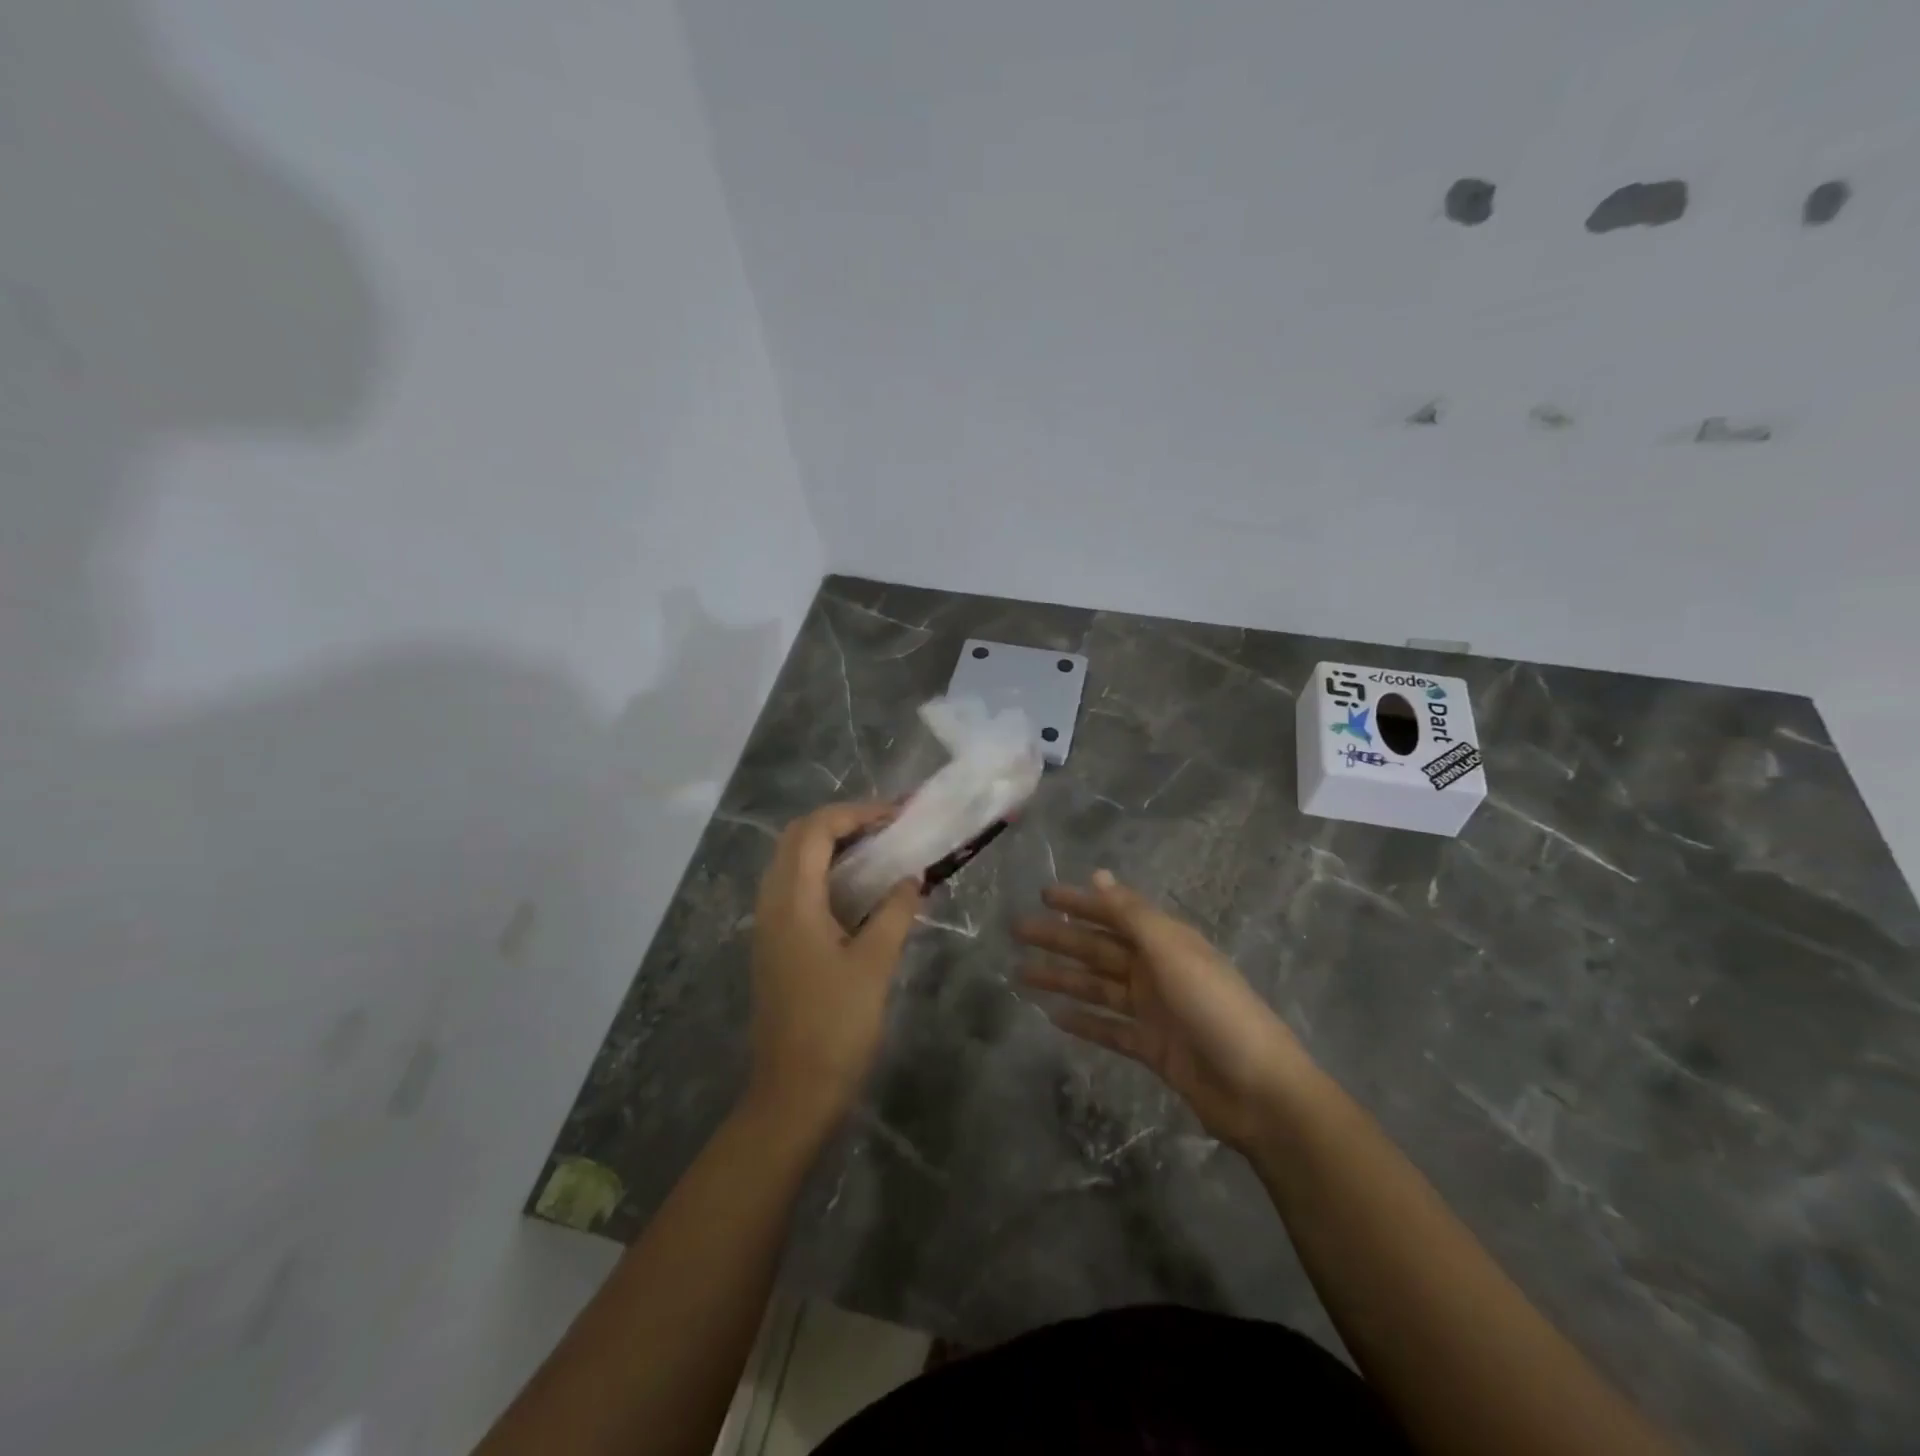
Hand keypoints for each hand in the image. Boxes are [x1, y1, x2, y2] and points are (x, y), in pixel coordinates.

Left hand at [745, 802, 919, 1129]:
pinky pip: (795, 887)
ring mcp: (768, 925)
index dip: (856, 813)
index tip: (897, 816)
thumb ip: (894, 912)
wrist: (793, 1093)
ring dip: (832, 845)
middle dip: (842, 822)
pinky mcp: (775, 944)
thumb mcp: (874, 965)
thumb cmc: (836, 1027)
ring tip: (878, 849)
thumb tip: (913, 877)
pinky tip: (858, 889)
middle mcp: (772, 903)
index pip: (816, 830)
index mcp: (792, 902)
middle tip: (887, 827)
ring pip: (793, 861)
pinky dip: (825, 872)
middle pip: (798, 837)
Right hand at [1016, 870, 1312, 1150]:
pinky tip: (1054, 1017)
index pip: (1113, 913)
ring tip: (1021, 975)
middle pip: (1098, 949)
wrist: (1258, 1089)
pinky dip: (1084, 1021)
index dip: (1079, 902)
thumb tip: (1099, 875)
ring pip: (1097, 987)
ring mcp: (1154, 1010)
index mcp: (1165, 941)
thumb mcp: (1172, 951)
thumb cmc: (1214, 1007)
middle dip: (1059, 939)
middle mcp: (1157, 969)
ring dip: (1062, 979)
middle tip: (1017, 932)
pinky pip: (1109, 1028)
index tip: (1042, 895)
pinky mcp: (1152, 1047)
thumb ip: (1132, 915)